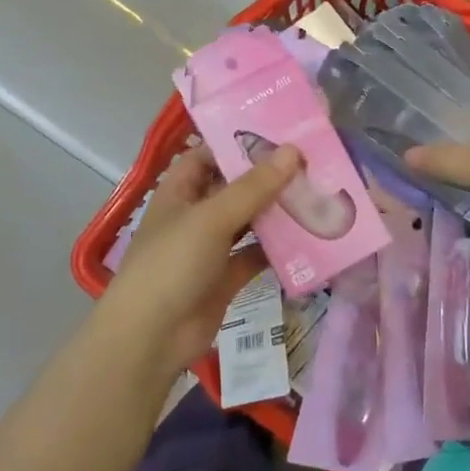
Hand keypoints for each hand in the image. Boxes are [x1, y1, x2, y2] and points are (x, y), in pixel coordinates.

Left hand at [95, 142, 301, 378]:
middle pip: (235, 187)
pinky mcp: (226, 276)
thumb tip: (292, 151)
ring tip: (319, 192)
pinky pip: (257, 255)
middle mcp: (196, 214)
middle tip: (312, 161)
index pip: (209, 154)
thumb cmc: (171, 264)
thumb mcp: (211, 218)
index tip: (281, 132)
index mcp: (180, 191)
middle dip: (269, 177)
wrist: (150, 338)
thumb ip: (253, 187)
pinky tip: (311, 238)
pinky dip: (279, 249)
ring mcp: (211, 247)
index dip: (239, 141)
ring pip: (250, 220)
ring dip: (278, 211)